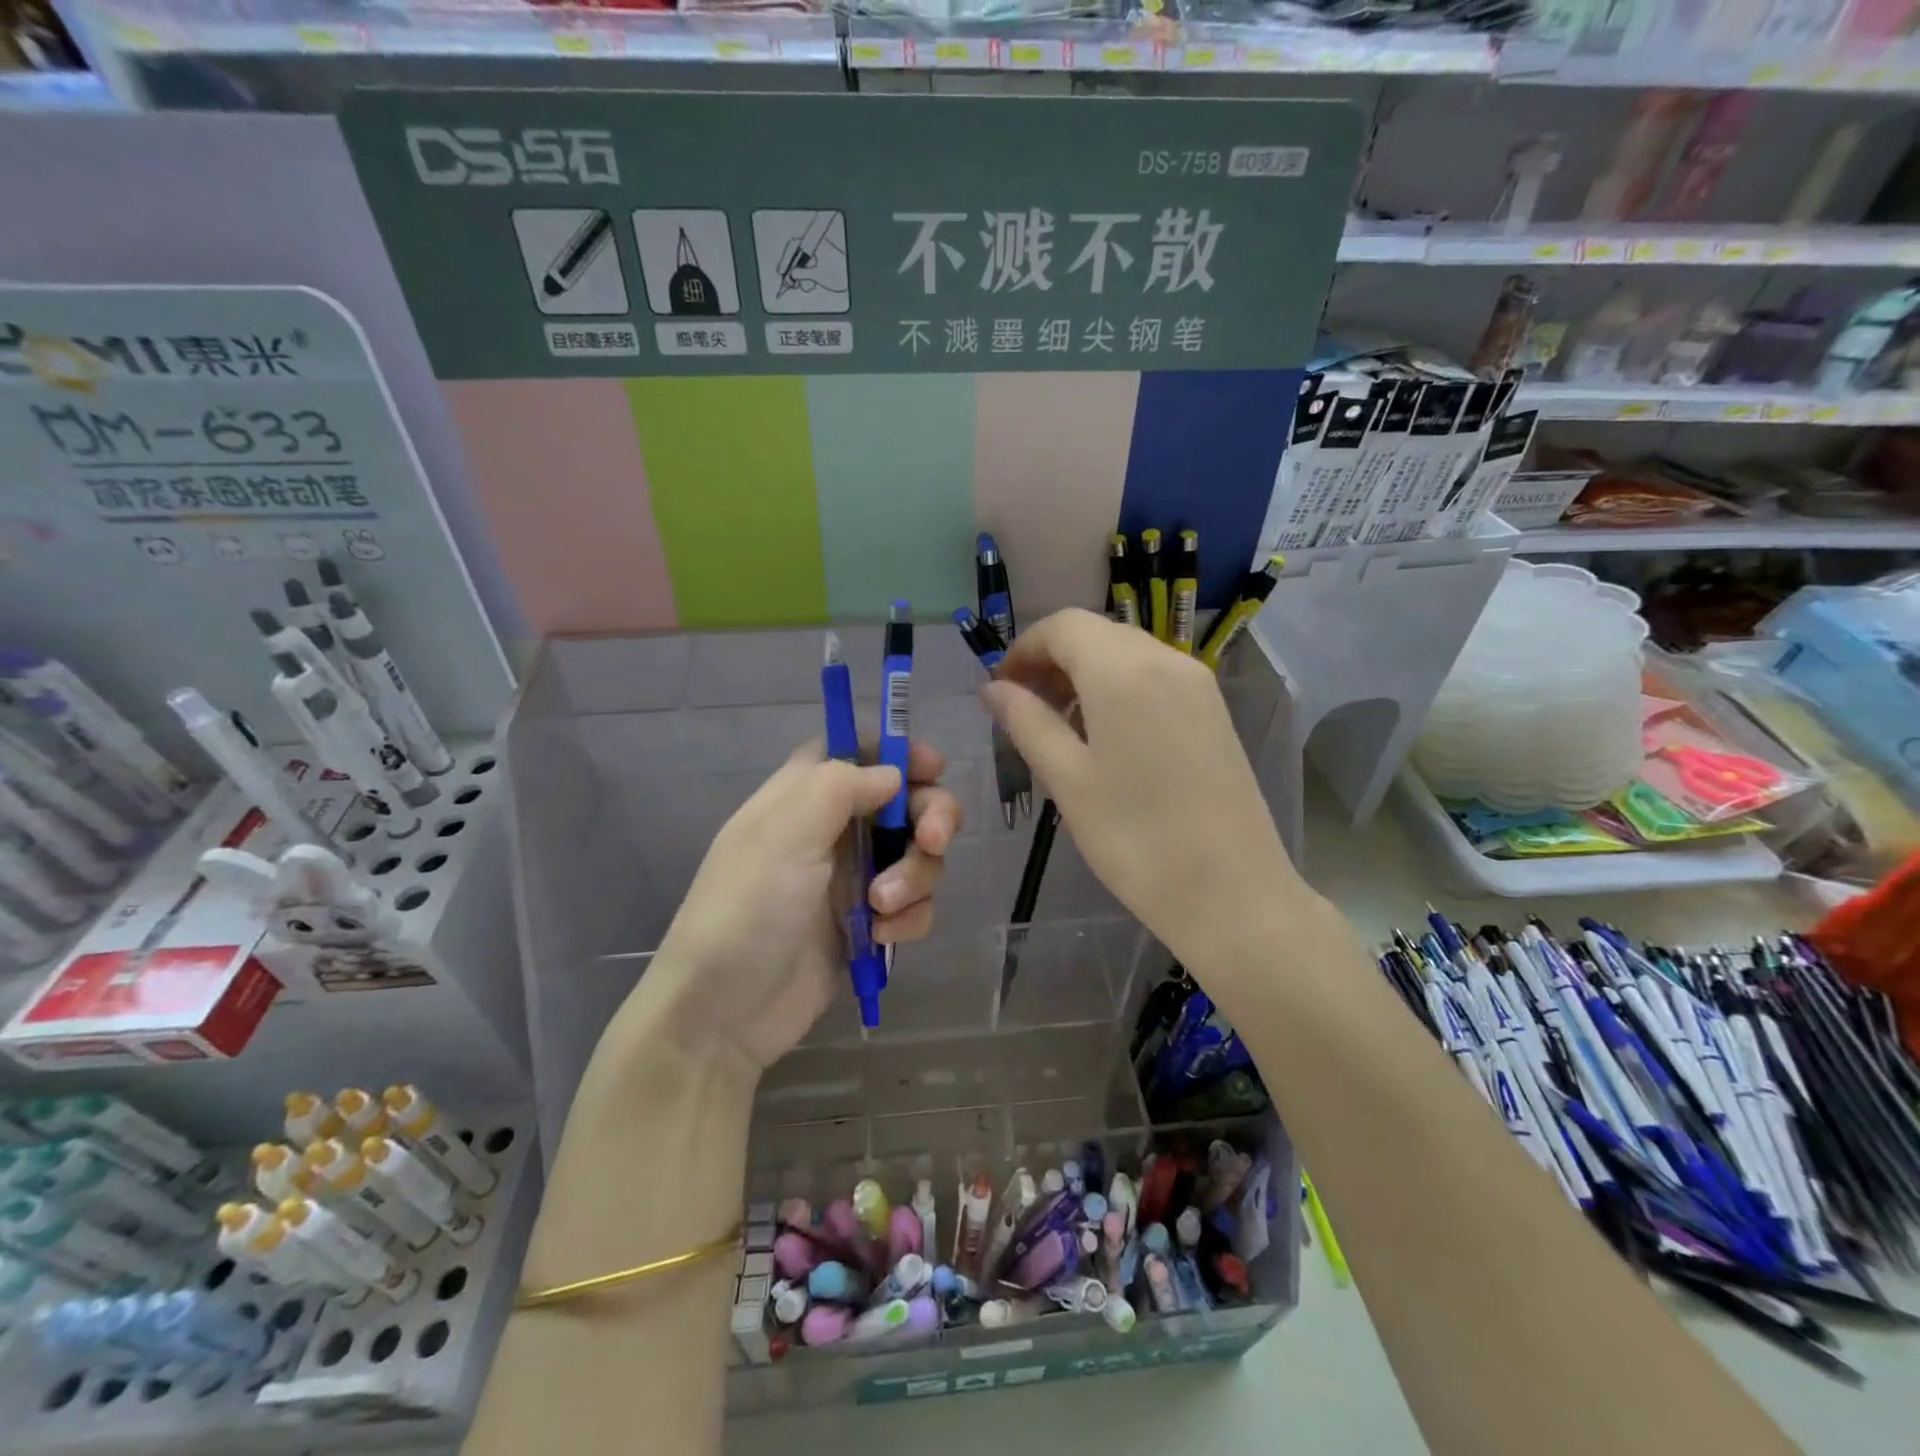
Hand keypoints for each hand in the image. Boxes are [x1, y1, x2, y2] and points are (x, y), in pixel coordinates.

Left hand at [636, 738, 960, 1072]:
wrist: (724, 1013)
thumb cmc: (747, 909)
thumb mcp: (784, 834)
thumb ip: (841, 787)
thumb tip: (894, 774)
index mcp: (805, 796)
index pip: (856, 751)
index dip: (897, 752)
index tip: (932, 768)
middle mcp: (835, 830)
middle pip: (906, 800)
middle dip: (931, 816)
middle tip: (933, 840)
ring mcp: (856, 878)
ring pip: (919, 855)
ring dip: (915, 876)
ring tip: (882, 907)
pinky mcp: (872, 923)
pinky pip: (915, 905)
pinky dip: (909, 917)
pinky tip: (882, 936)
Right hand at [981, 608, 1311, 972]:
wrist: (1232, 893)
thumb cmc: (1136, 840)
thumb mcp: (1068, 780)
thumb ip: (1027, 722)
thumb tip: (992, 689)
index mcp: (1123, 670)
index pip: (1062, 626)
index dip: (1023, 649)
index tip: (1001, 690)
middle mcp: (1165, 659)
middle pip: (1095, 634)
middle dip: (1052, 661)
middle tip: (1024, 711)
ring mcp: (1196, 682)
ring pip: (1125, 653)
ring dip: (1084, 674)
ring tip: (1060, 728)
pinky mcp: (1213, 709)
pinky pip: (1153, 676)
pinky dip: (1118, 688)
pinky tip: (1106, 736)